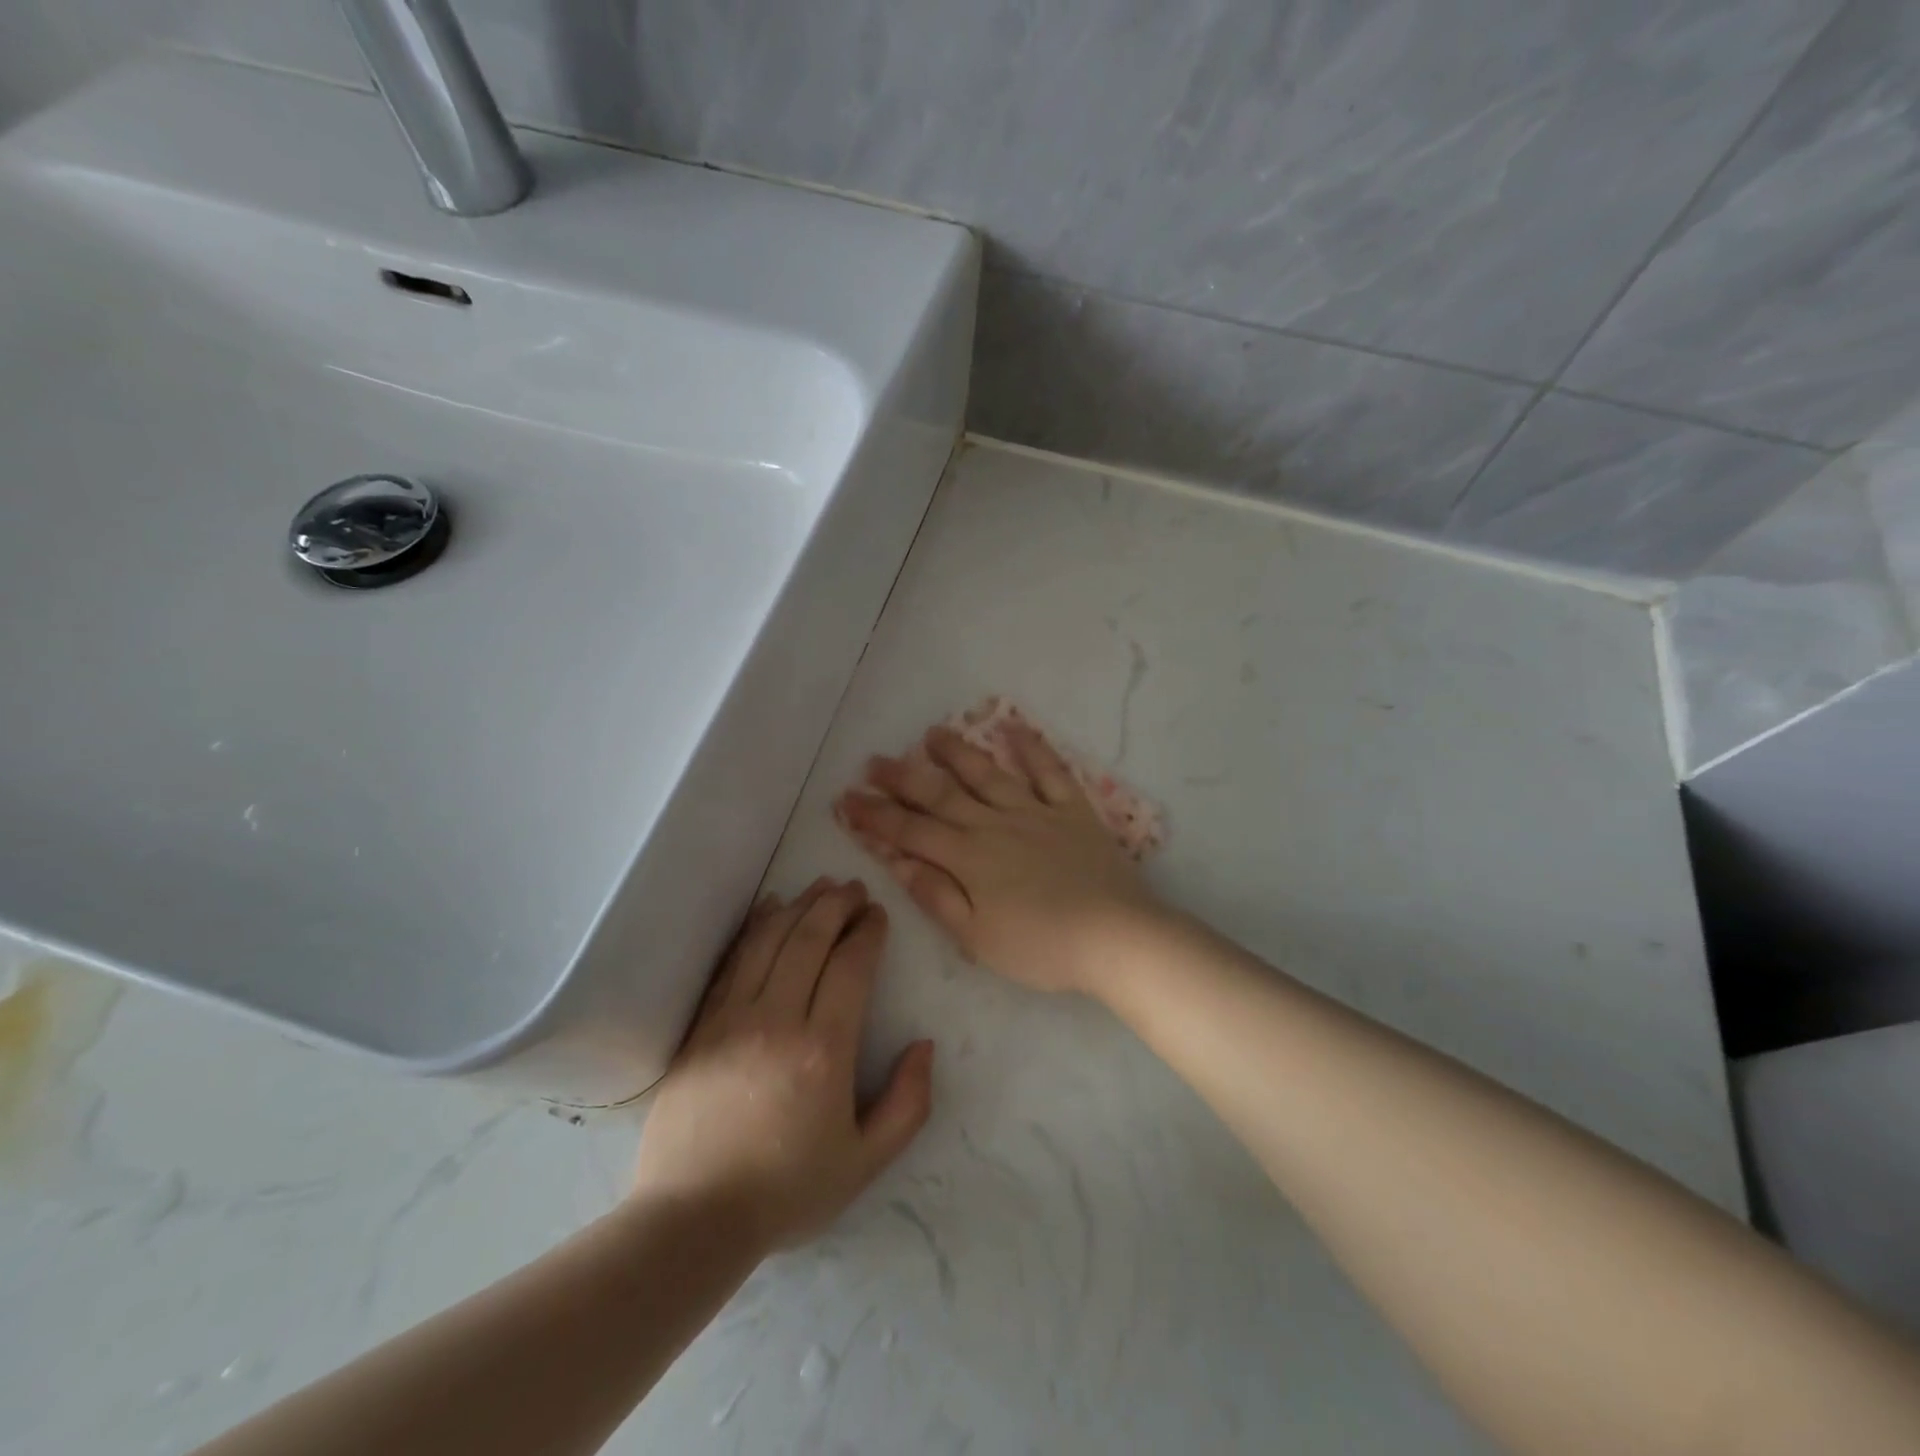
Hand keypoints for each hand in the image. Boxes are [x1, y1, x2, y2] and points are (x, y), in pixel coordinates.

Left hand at [632, 879, 933, 1252]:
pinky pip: (733, 961)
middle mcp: (778, 1020)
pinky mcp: (702, 1025)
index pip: (851, 966)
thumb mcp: (865, 1162)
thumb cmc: (787, 1191)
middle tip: (854, 887)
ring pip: (770, 941)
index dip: (868, 931)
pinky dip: (755, 927)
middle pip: (810, 939)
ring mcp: (733, 1018)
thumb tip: (924, 1045)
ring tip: (820, 887)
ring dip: (799, 906)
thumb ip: (907, 1103)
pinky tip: (769, 909)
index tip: (878, 914)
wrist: (692, 1219)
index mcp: (824, 1050)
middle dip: (837, 905)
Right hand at [835, 721, 1163, 995]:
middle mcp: (995, 824)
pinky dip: (1032, 748)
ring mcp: (1035, 811)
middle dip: (903, 778)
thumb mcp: (976, 937)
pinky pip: (1049, 771)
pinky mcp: (1071, 810)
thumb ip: (935, 895)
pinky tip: (1014, 727)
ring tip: (931, 733)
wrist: (1115, 937)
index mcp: (968, 858)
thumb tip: (896, 861)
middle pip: (941, 795)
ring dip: (956, 752)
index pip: (910, 831)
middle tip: (874, 761)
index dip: (876, 815)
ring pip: (987, 773)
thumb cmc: (1041, 947)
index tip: (847, 799)